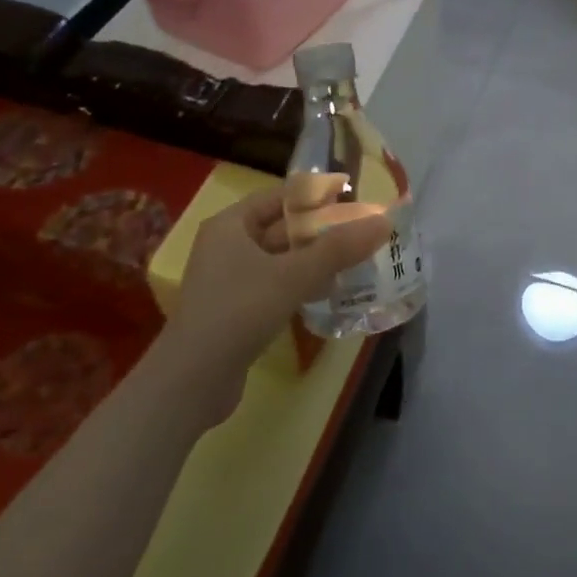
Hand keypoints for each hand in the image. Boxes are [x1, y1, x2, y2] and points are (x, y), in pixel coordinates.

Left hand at [166, 183, 390, 414]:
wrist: (191, 382)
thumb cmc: (239, 311)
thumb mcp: (293, 275)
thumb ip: (339, 248)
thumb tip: (384, 222)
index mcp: (230, 225)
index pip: (281, 196)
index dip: (317, 194)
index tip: (354, 197)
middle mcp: (227, 246)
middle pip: (283, 227)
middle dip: (322, 229)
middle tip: (363, 229)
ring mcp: (231, 280)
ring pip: (283, 258)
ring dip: (316, 258)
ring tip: (357, 258)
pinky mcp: (238, 309)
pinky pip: (278, 284)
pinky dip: (303, 283)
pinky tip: (331, 290)